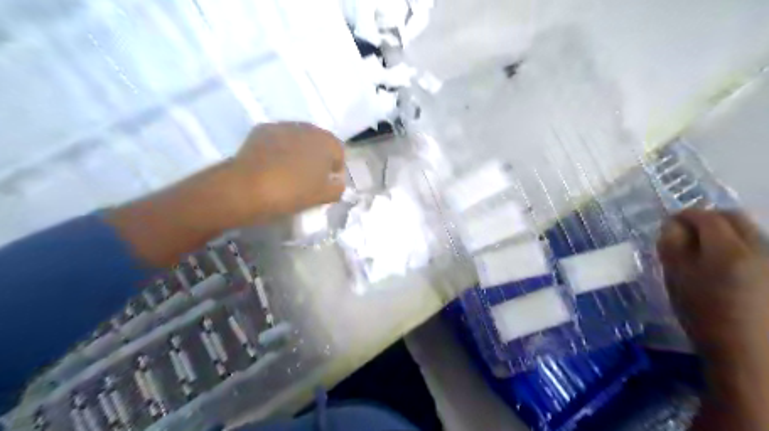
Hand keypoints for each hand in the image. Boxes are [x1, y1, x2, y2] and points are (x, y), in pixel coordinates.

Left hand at [225, 120, 344, 222]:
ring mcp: (283, 126)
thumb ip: (338, 188)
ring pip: (298, 139)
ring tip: (290, 172)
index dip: (336, 169)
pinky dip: (280, 150)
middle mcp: (307, 127)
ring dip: (299, 152)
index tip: (328, 184)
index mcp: (326, 141)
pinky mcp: (261, 130)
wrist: (248, 188)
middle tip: (310, 178)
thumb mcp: (324, 196)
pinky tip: (273, 166)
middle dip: (318, 158)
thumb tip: (336, 182)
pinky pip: (279, 140)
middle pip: (318, 142)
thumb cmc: (293, 191)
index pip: (339, 152)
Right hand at [655, 209, 768, 363]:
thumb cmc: (704, 315)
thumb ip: (672, 247)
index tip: (669, 224)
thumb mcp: (676, 279)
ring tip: (705, 249)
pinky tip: (726, 265)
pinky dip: (738, 246)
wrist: (749, 354)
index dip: (684, 215)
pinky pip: (757, 247)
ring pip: (748, 231)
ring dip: (724, 232)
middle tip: (686, 231)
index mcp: (727, 250)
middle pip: (734, 217)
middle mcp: (759, 248)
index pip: (705, 216)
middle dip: (708, 219)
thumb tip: (672, 225)